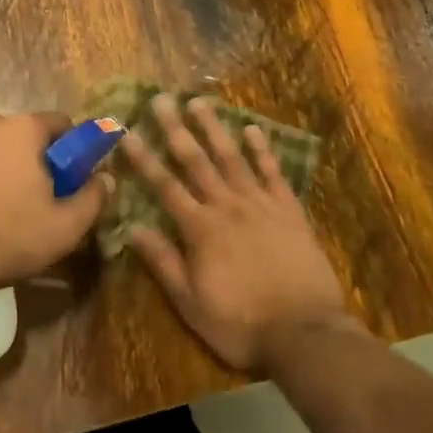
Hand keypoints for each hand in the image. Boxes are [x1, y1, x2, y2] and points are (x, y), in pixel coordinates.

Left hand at [0, 113, 111, 295]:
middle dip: (37, 163)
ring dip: (4, 172)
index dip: (73, 152)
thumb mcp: (64, 226)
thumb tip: (106, 178)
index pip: (62, 124)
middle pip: (26, 138)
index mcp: (24, 129)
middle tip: (41, 202)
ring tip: (4, 214)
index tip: (73, 182)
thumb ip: (93, 198)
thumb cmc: (6, 234)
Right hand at [123, 95, 353, 371]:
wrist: (306, 334)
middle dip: (176, 129)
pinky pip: (273, 172)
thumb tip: (132, 229)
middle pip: (196, 161)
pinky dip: (262, 150)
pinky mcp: (289, 210)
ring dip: (214, 128)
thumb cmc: (242, 325)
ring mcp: (260, 204)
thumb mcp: (192, 304)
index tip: (127, 132)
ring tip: (199, 102)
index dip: (144, 159)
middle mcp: (227, 206)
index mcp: (200, 230)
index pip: (164, 186)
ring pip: (232, 158)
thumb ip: (163, 263)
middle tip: (162, 99)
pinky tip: (253, 129)